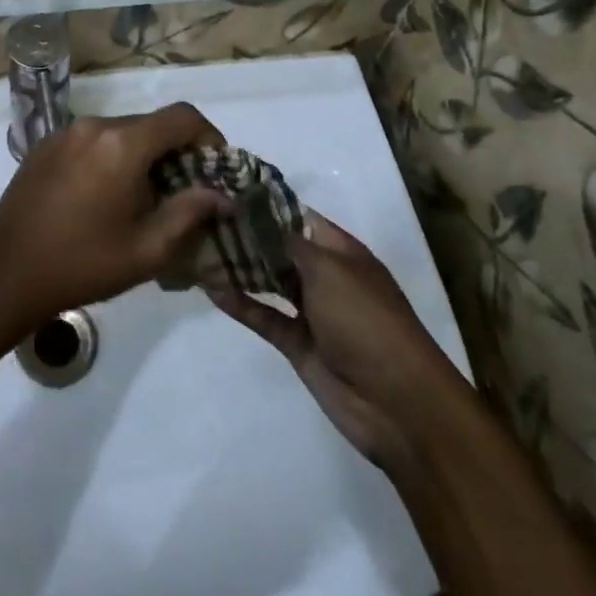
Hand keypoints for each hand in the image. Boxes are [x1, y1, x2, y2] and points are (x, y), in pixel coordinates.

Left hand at [0, 103, 230, 332]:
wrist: (5, 275)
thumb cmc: (83, 265)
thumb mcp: (148, 249)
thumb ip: (191, 213)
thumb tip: (221, 195)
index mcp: (122, 144)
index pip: (183, 117)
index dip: (209, 138)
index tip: (216, 171)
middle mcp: (93, 125)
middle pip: (151, 124)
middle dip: (175, 153)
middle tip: (182, 195)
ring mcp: (63, 133)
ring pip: (120, 133)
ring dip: (142, 157)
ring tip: (142, 200)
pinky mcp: (43, 147)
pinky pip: (91, 142)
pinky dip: (110, 158)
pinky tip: (103, 198)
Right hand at [208, 214, 450, 471]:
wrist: (397, 403)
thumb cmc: (367, 321)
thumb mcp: (329, 270)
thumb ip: (287, 243)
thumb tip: (257, 216)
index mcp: (342, 252)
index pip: (298, 217)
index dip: (265, 205)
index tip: (225, 191)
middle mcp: (326, 276)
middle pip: (279, 249)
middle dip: (245, 235)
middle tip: (201, 218)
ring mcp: (311, 311)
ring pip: (268, 281)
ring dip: (239, 267)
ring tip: (199, 248)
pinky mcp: (297, 343)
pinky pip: (264, 316)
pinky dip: (240, 303)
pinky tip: (211, 288)